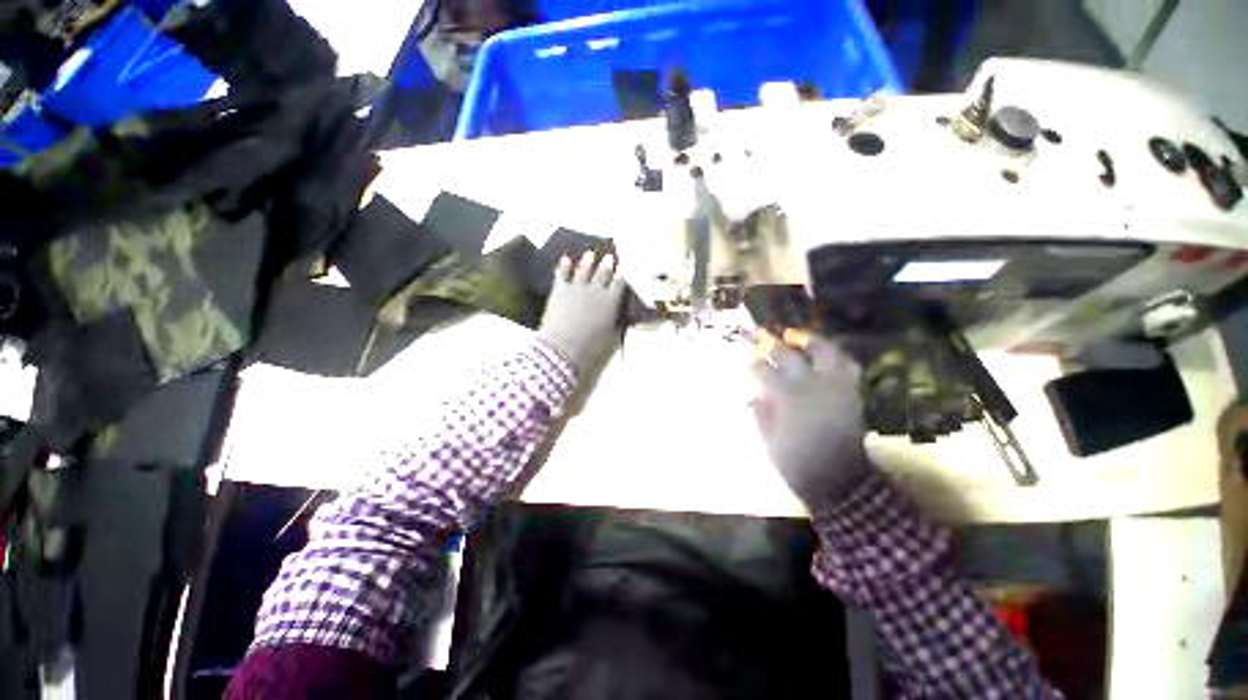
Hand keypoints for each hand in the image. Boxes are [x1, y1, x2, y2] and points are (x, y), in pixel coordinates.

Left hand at [539, 251, 625, 371]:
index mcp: (610, 302)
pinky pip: (562, 276)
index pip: (620, 284)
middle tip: (610, 257)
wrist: (563, 347)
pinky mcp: (560, 291)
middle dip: (607, 265)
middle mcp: (595, 291)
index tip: (624, 270)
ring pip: (583, 271)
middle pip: (603, 274)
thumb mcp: (612, 338)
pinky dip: (564, 267)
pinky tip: (565, 260)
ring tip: (590, 254)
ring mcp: (576, 288)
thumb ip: (617, 324)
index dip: (623, 276)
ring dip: (587, 262)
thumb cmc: (592, 346)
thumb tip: (620, 318)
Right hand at [751, 332, 870, 508]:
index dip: (752, 365)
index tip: (747, 364)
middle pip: (789, 354)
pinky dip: (835, 357)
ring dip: (810, 341)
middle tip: (767, 346)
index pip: (763, 370)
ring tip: (798, 337)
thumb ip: (760, 411)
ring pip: (825, 351)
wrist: (839, 481)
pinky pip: (847, 365)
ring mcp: (834, 386)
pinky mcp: (851, 392)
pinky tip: (824, 357)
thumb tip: (755, 392)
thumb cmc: (797, 462)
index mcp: (787, 397)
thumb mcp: (768, 439)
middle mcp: (811, 384)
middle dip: (774, 347)